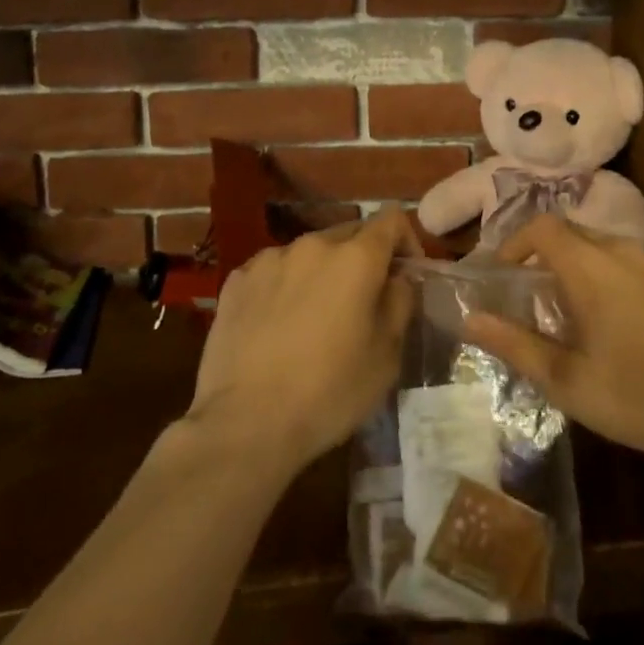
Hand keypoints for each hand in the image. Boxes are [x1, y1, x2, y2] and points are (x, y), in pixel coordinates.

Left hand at [184, 209, 416, 474]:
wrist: (245, 425)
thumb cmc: (329, 392)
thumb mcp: (386, 355)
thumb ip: (400, 302)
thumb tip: (398, 278)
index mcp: (356, 258)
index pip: (391, 220)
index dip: (406, 241)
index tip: (405, 275)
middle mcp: (313, 244)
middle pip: (350, 233)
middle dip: (363, 258)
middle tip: (363, 302)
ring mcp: (270, 259)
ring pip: (309, 253)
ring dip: (322, 272)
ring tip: (316, 316)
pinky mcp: (237, 280)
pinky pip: (274, 271)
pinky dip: (285, 286)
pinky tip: (278, 325)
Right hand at [461, 216, 643, 468]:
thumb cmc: (640, 396)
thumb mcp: (568, 382)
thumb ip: (516, 345)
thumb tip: (471, 319)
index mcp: (592, 268)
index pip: (542, 227)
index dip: (515, 242)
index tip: (503, 273)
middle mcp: (624, 252)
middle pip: (573, 233)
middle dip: (546, 256)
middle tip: (534, 298)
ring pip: (606, 247)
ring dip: (581, 267)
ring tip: (577, 313)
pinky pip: (635, 264)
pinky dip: (613, 277)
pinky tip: (624, 324)